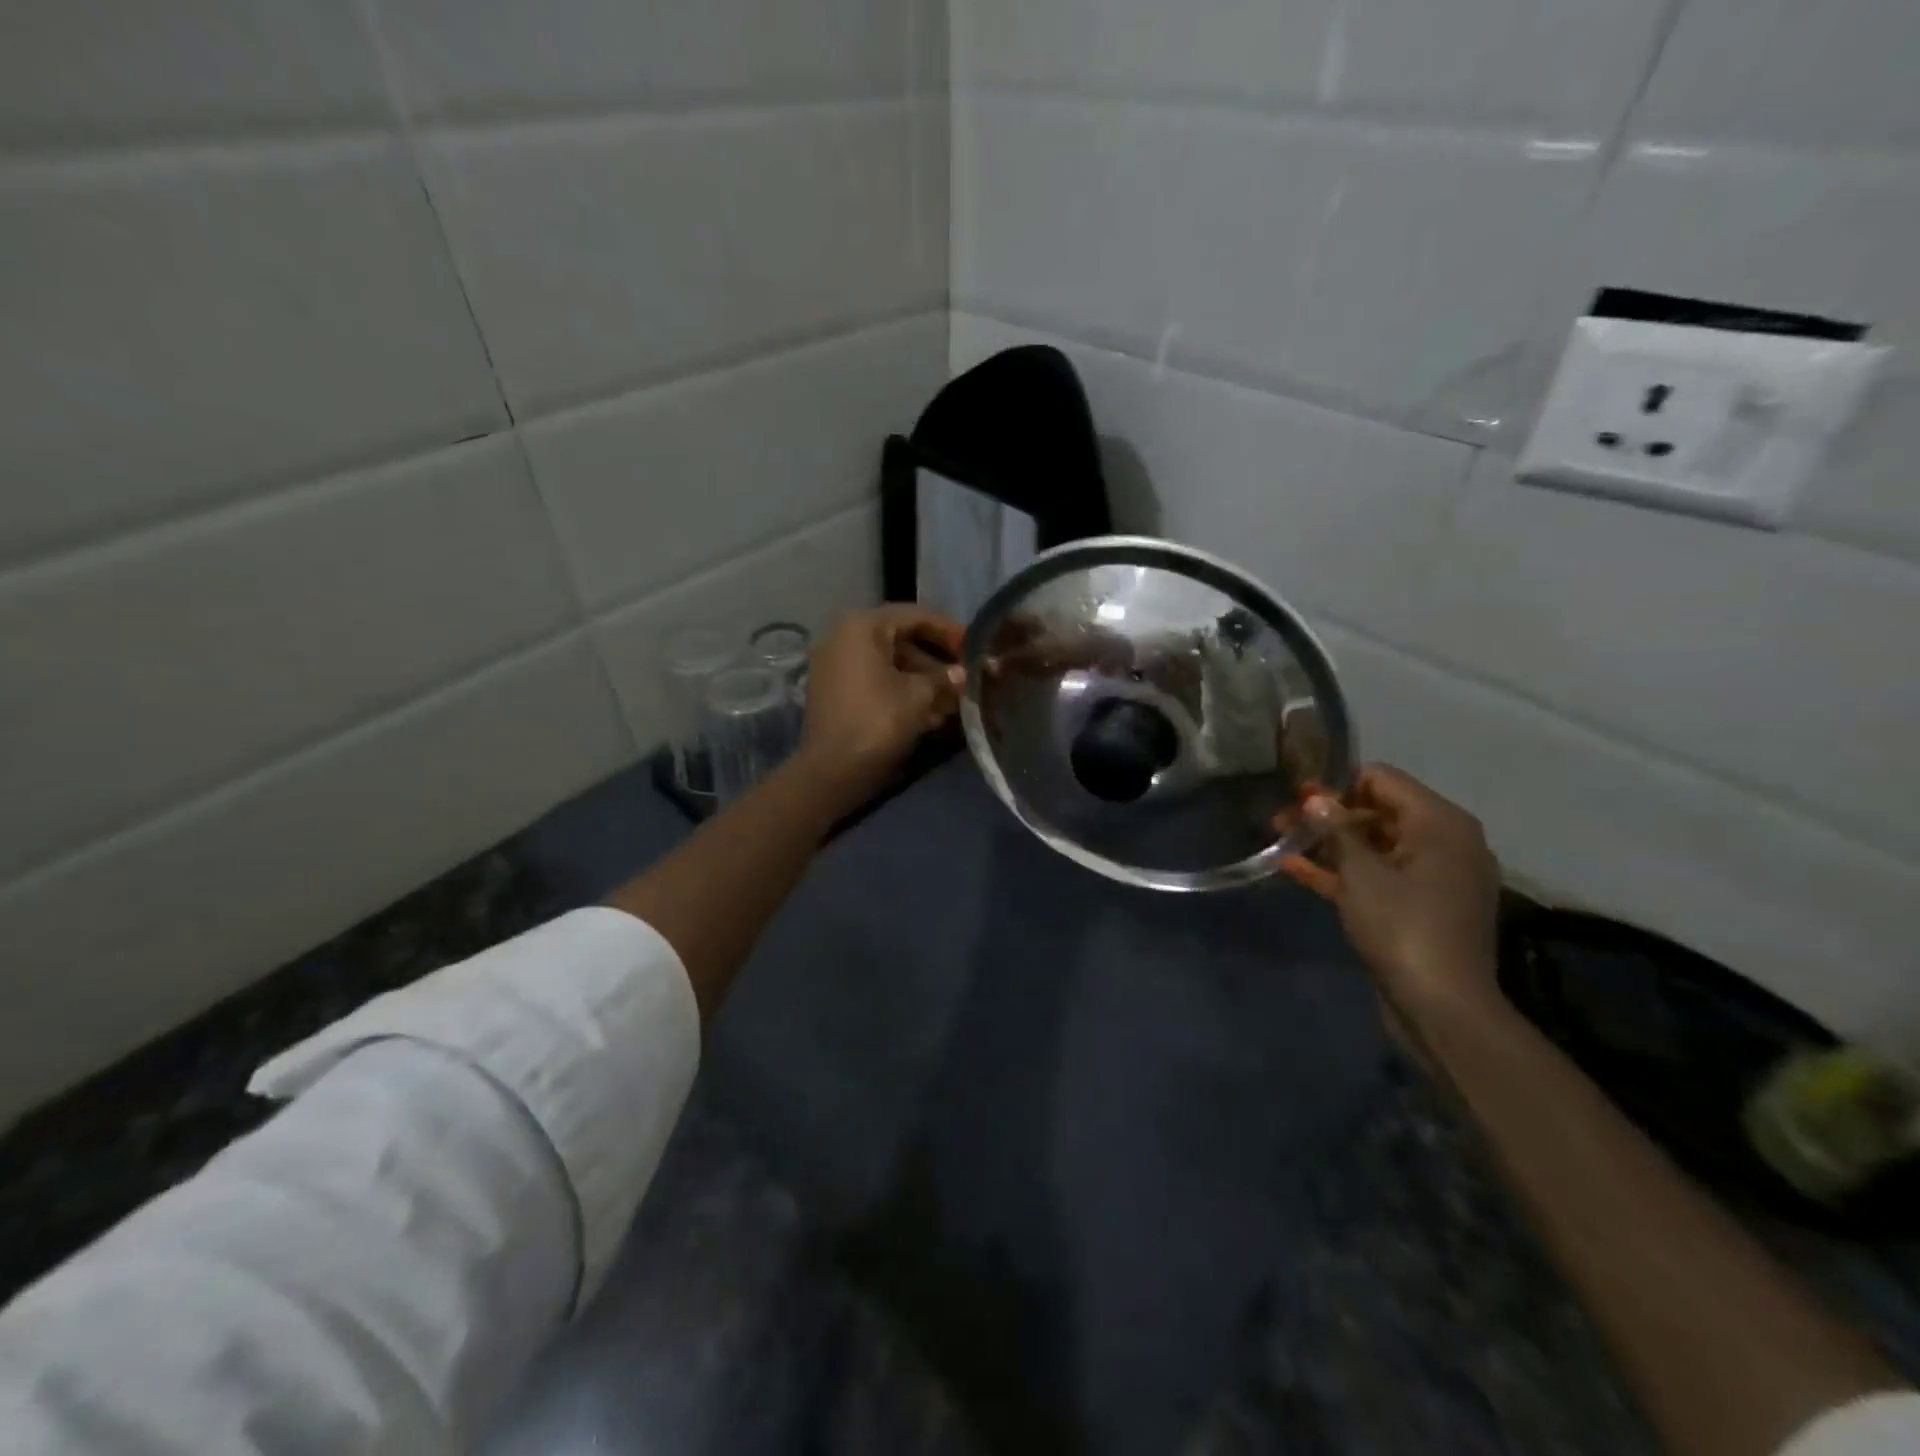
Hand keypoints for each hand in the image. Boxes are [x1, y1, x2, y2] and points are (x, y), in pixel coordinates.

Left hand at [798, 605, 965, 804]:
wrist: (833, 769)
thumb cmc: (878, 720)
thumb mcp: (919, 695)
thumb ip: (945, 678)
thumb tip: (963, 673)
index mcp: (862, 626)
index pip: (915, 616)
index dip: (949, 630)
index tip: (974, 645)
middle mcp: (843, 636)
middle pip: (901, 639)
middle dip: (936, 659)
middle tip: (966, 674)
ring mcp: (835, 664)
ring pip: (889, 663)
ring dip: (922, 679)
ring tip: (954, 699)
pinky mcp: (835, 690)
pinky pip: (875, 680)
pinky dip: (901, 690)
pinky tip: (930, 712)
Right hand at [1279, 764, 1502, 1023]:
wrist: (1441, 1007)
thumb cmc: (1402, 927)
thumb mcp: (1361, 873)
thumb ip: (1336, 829)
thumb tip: (1316, 797)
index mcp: (1441, 824)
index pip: (1383, 780)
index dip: (1337, 785)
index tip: (1298, 797)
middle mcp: (1445, 842)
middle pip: (1378, 812)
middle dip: (1328, 816)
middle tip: (1282, 822)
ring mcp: (1434, 876)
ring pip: (1375, 845)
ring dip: (1330, 844)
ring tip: (1282, 843)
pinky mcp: (1421, 905)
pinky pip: (1379, 875)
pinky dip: (1344, 872)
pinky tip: (1296, 870)